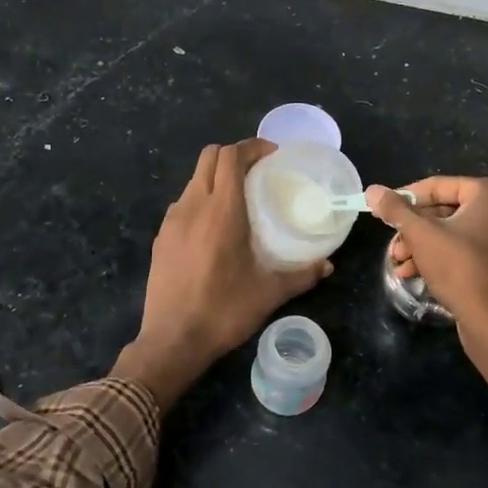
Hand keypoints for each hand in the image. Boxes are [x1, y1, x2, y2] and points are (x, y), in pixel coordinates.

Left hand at [115, 139, 331, 406]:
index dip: (252, 147)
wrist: (172, 340)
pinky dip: (201, 200)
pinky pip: (183, 203)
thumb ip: (301, 275)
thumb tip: (327, 265)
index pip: (231, 157)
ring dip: (217, 177)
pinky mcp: (161, 237)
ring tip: (239, 199)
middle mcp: (193, 207)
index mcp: (221, 212)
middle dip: (234, 155)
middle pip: (209, 157)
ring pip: (194, 180)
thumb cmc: (223, 312)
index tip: (273, 155)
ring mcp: (172, 221)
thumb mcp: (269, 294)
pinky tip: (214, 228)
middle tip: (259, 171)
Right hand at [367, 178, 487, 348]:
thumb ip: (396, 210)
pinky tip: (414, 273)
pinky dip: (440, 257)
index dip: (405, 198)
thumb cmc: (460, 269)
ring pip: (452, 232)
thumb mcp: (422, 235)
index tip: (381, 212)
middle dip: (413, 229)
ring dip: (421, 246)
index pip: (438, 186)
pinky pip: (465, 248)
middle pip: (445, 210)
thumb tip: (373, 190)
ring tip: (399, 263)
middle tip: (393, 245)